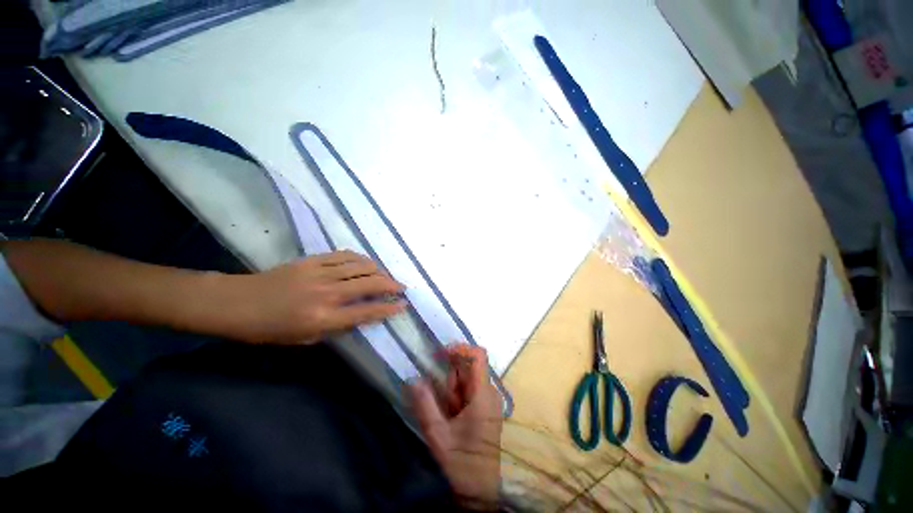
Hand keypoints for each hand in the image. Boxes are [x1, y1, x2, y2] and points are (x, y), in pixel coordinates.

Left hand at [225, 251, 405, 343]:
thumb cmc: (270, 329)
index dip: (389, 308)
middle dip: (391, 285)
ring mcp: (320, 273)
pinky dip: (360, 259)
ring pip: (361, 266)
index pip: (367, 311)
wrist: (237, 303)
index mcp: (323, 318)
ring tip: (386, 275)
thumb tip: (360, 316)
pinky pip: (344, 255)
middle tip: (402, 287)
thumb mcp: (305, 338)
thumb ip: (336, 327)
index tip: (403, 305)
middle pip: (370, 284)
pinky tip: (366, 263)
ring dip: (379, 270)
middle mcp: (327, 293)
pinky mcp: (312, 260)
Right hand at [409, 345, 502, 509]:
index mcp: (483, 395)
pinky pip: (469, 391)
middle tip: (441, 400)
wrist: (480, 493)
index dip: (460, 348)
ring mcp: (489, 401)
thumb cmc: (461, 464)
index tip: (440, 354)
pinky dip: (456, 397)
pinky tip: (452, 416)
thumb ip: (424, 404)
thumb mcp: (437, 435)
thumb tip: (413, 378)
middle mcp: (490, 393)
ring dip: (452, 390)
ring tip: (447, 414)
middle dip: (451, 378)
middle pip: (469, 368)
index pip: (478, 355)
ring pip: (467, 379)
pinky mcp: (486, 408)